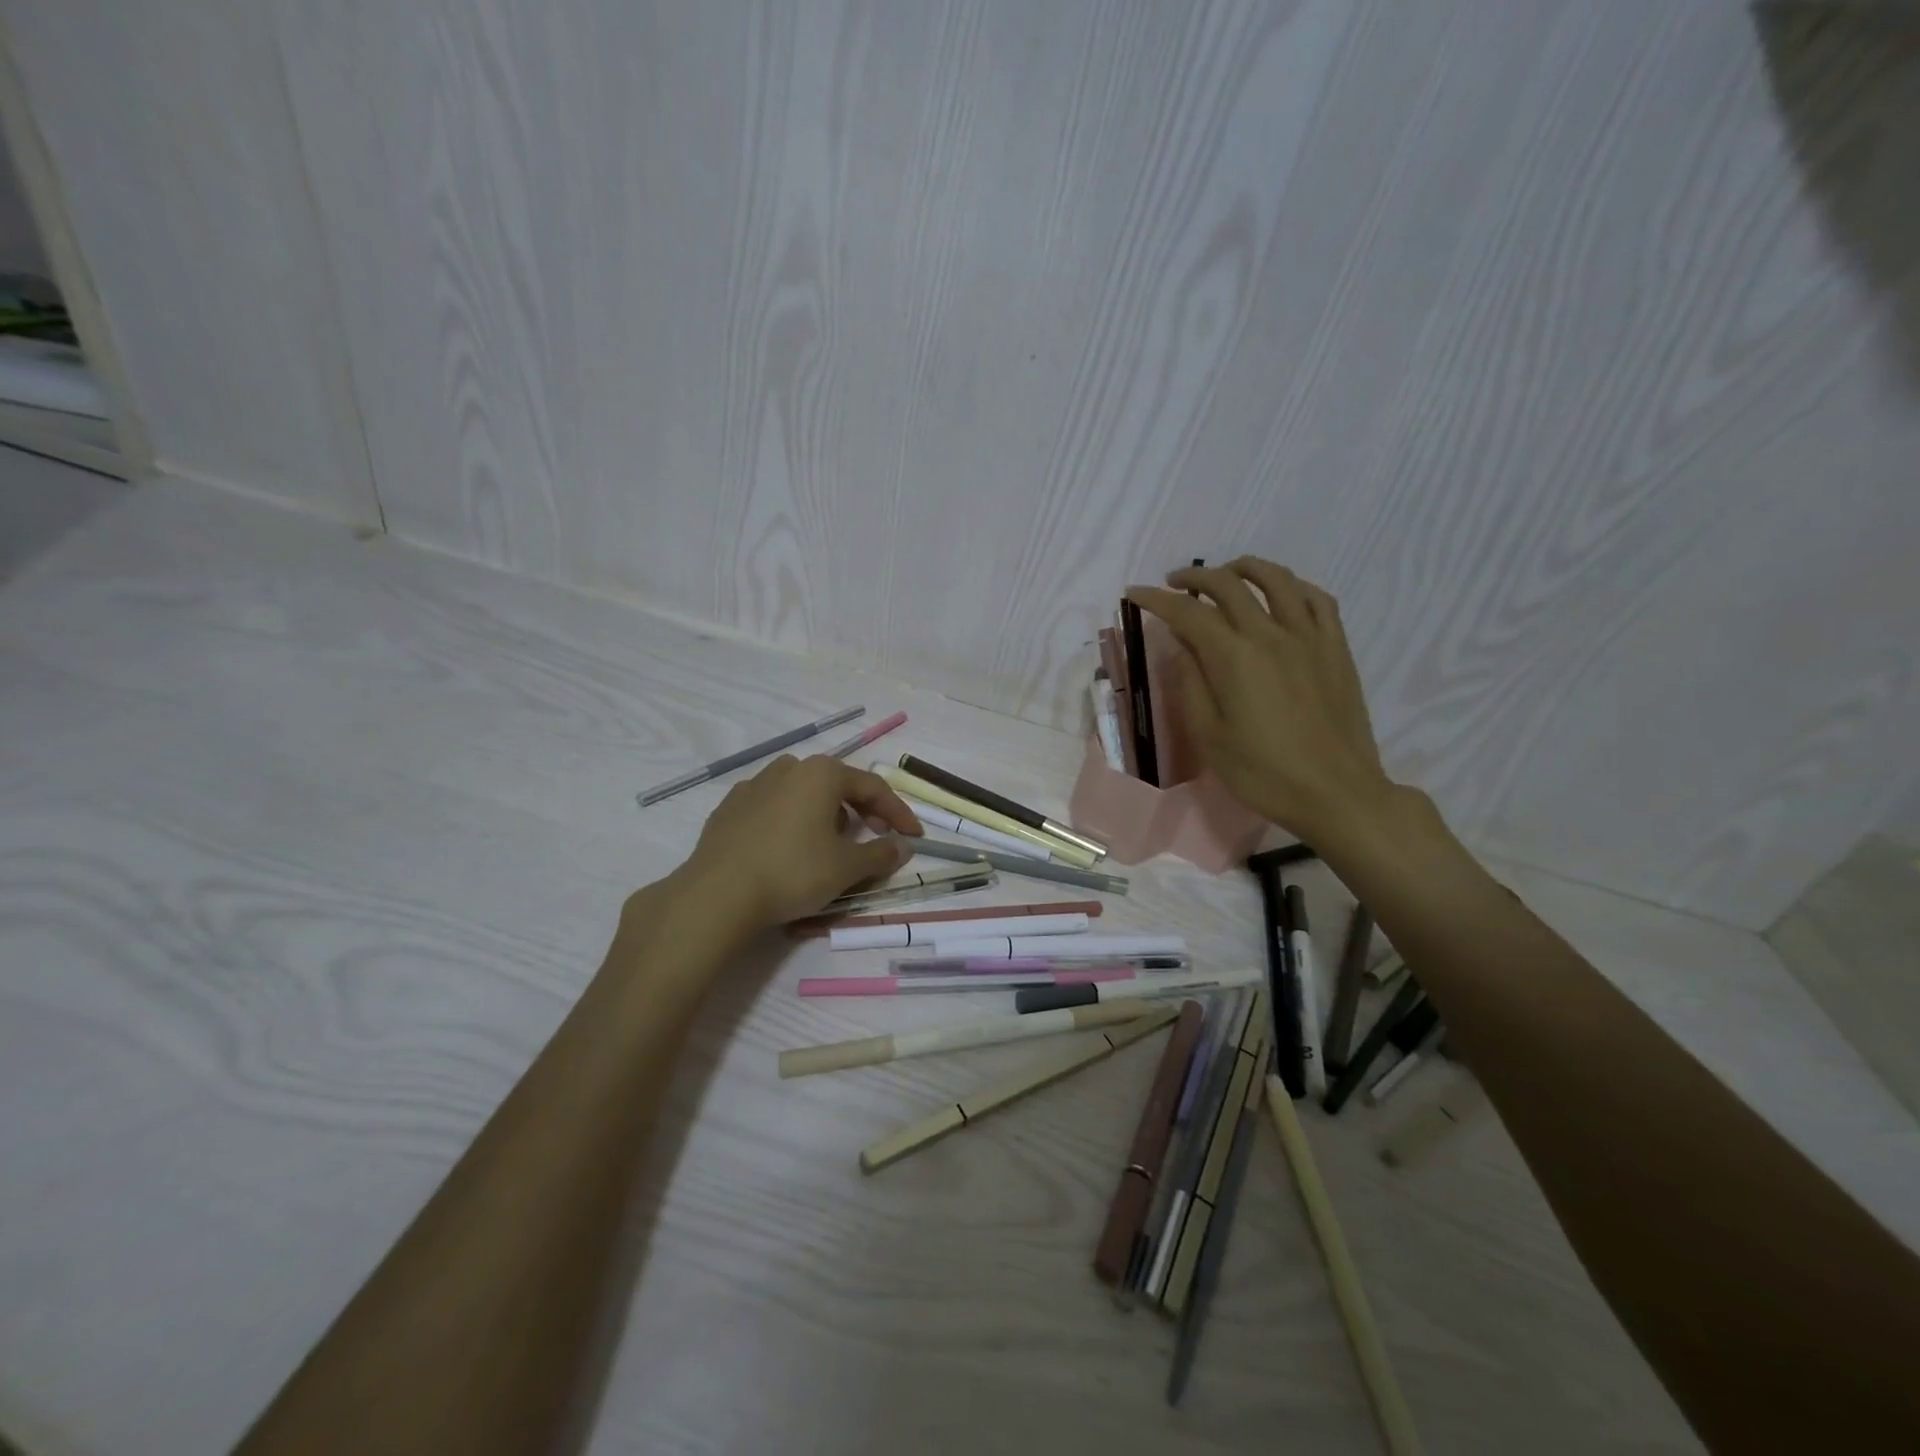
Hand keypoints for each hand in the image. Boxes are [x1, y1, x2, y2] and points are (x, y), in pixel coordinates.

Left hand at [675, 754, 923, 929]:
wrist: (717, 895)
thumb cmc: (792, 872)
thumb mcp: (846, 867)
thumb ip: (880, 853)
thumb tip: (903, 846)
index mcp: (822, 773)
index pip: (873, 787)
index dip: (898, 813)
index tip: (914, 836)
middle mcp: (789, 768)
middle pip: (837, 785)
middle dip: (863, 811)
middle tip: (878, 836)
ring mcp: (754, 785)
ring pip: (803, 793)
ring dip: (826, 813)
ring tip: (832, 843)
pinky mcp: (730, 807)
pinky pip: (774, 807)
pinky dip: (792, 821)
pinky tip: (790, 847)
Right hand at [1127, 557, 1398, 847]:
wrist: (1336, 793)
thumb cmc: (1263, 773)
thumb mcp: (1209, 736)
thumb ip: (1190, 684)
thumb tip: (1179, 645)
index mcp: (1233, 658)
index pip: (1187, 613)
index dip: (1156, 599)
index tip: (1135, 593)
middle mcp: (1270, 634)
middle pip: (1227, 585)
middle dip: (1194, 578)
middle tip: (1174, 584)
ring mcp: (1309, 637)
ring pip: (1276, 579)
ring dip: (1244, 568)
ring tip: (1226, 574)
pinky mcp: (1336, 648)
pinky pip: (1317, 599)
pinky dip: (1293, 585)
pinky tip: (1282, 593)